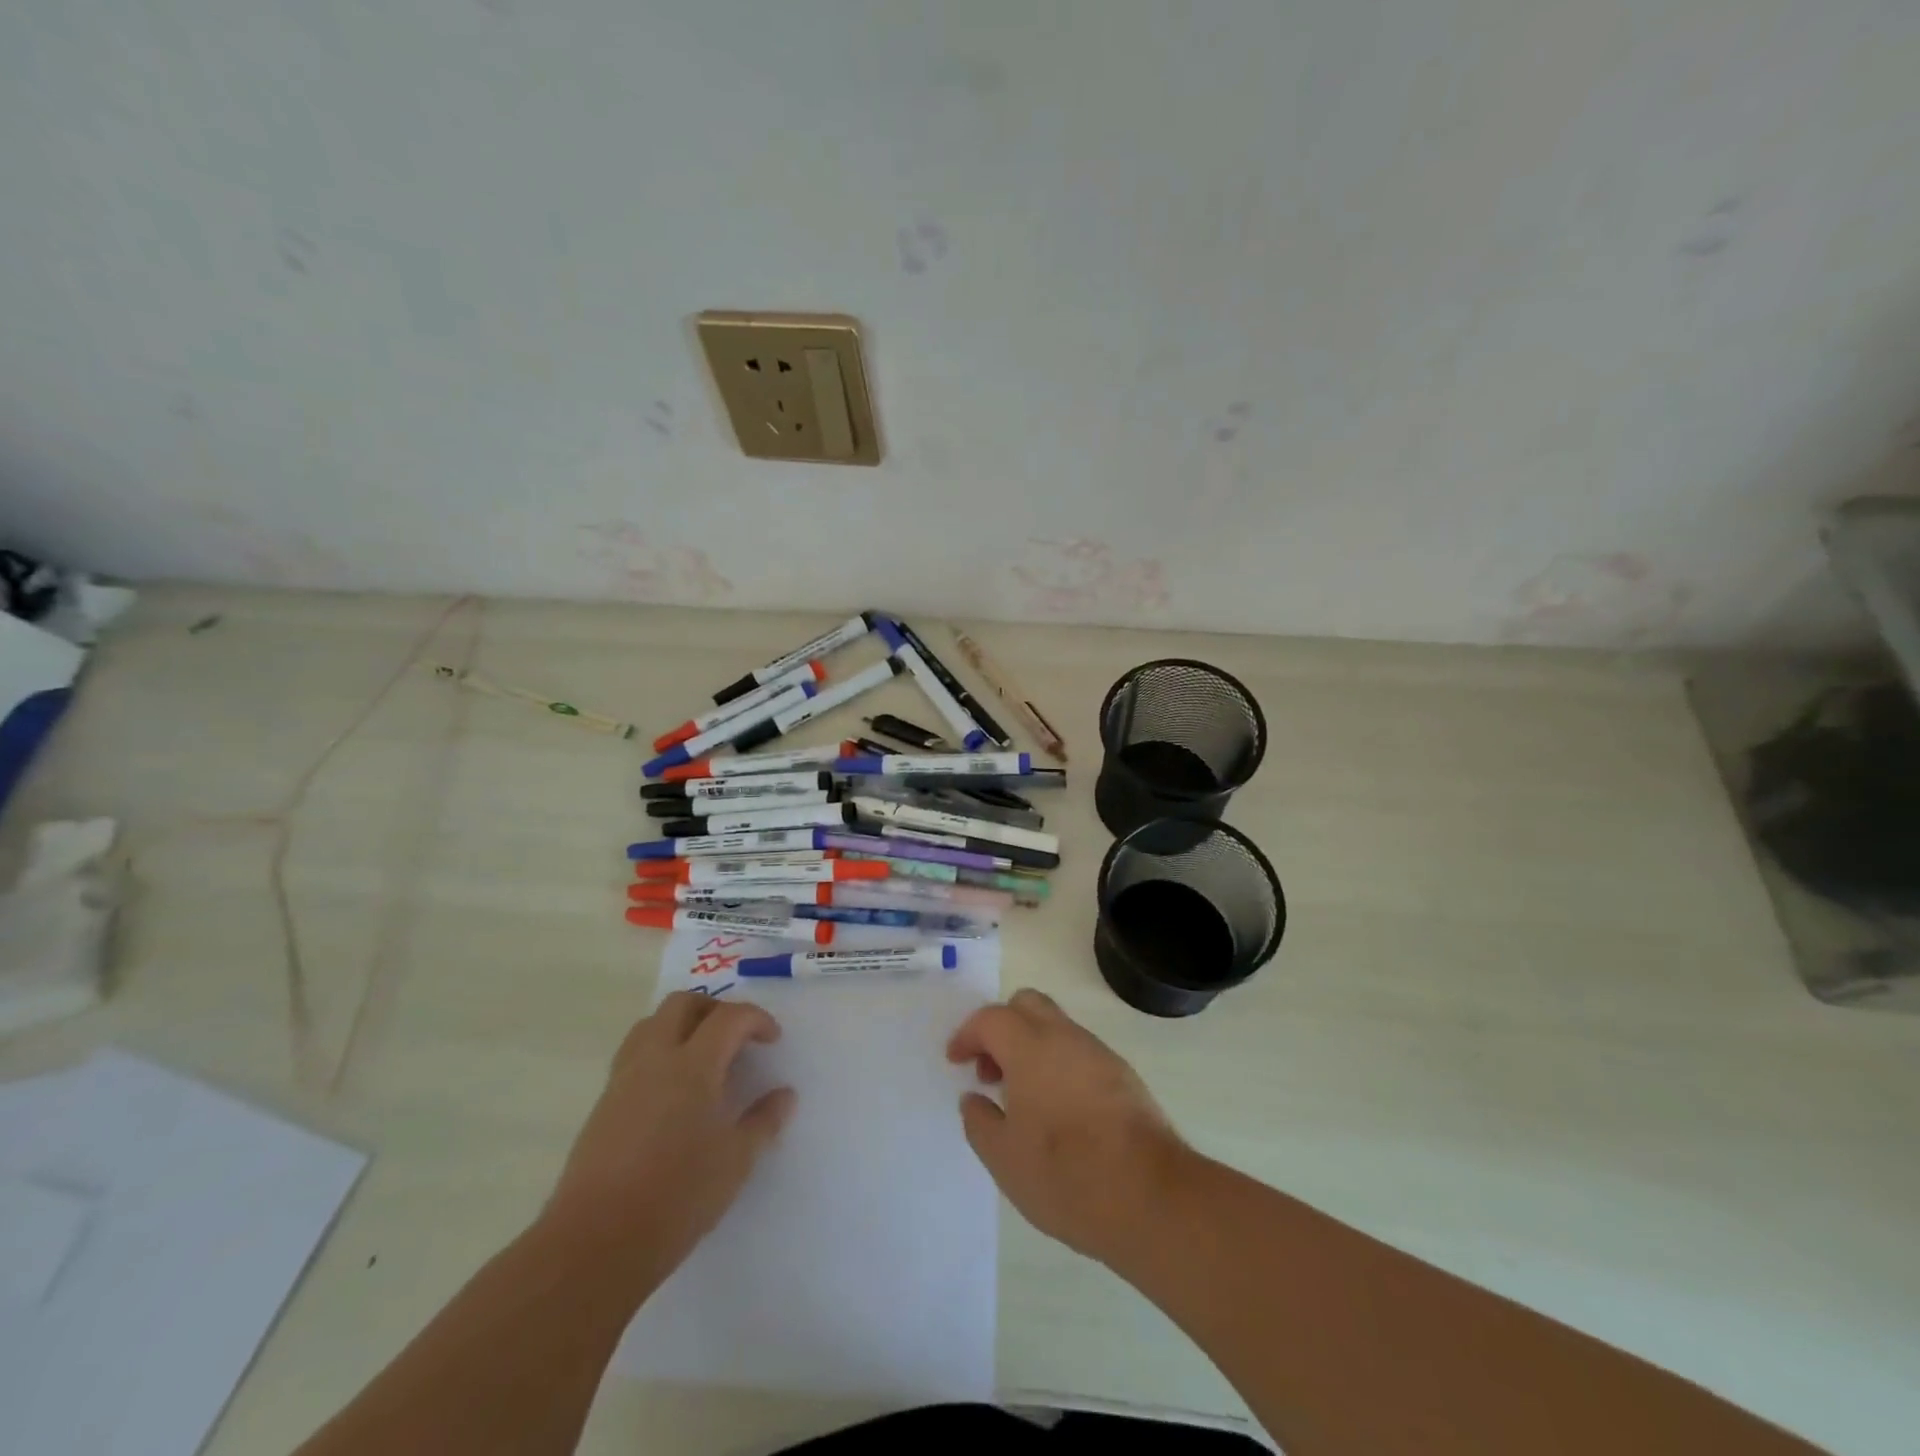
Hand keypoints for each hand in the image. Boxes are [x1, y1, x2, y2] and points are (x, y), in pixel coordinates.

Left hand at [544, 992, 795, 1288]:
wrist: (595, 1243)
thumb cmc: (677, 1196)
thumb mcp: (736, 1161)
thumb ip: (763, 1121)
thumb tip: (785, 1095)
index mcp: (693, 1065)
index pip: (730, 1018)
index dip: (757, 1019)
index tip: (773, 1040)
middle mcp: (655, 1059)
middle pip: (682, 1004)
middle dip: (715, 1008)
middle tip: (736, 1036)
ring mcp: (623, 1080)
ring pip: (651, 1024)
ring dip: (681, 1025)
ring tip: (703, 1056)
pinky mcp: (602, 1105)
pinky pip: (634, 1055)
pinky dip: (659, 1053)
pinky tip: (673, 1092)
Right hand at [947, 988, 1187, 1265]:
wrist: (1150, 1196)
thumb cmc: (1065, 1176)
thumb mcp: (1004, 1158)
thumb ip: (980, 1122)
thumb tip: (974, 1098)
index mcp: (1030, 1048)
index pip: (991, 1018)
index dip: (968, 1035)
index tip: (956, 1061)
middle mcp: (1065, 1037)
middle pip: (1027, 1005)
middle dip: (1001, 1027)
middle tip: (990, 1070)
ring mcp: (1098, 1053)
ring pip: (1056, 1027)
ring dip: (1031, 1046)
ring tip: (1022, 1098)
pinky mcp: (1123, 1075)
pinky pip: (1079, 1052)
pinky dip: (1058, 1064)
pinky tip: (1057, 1110)